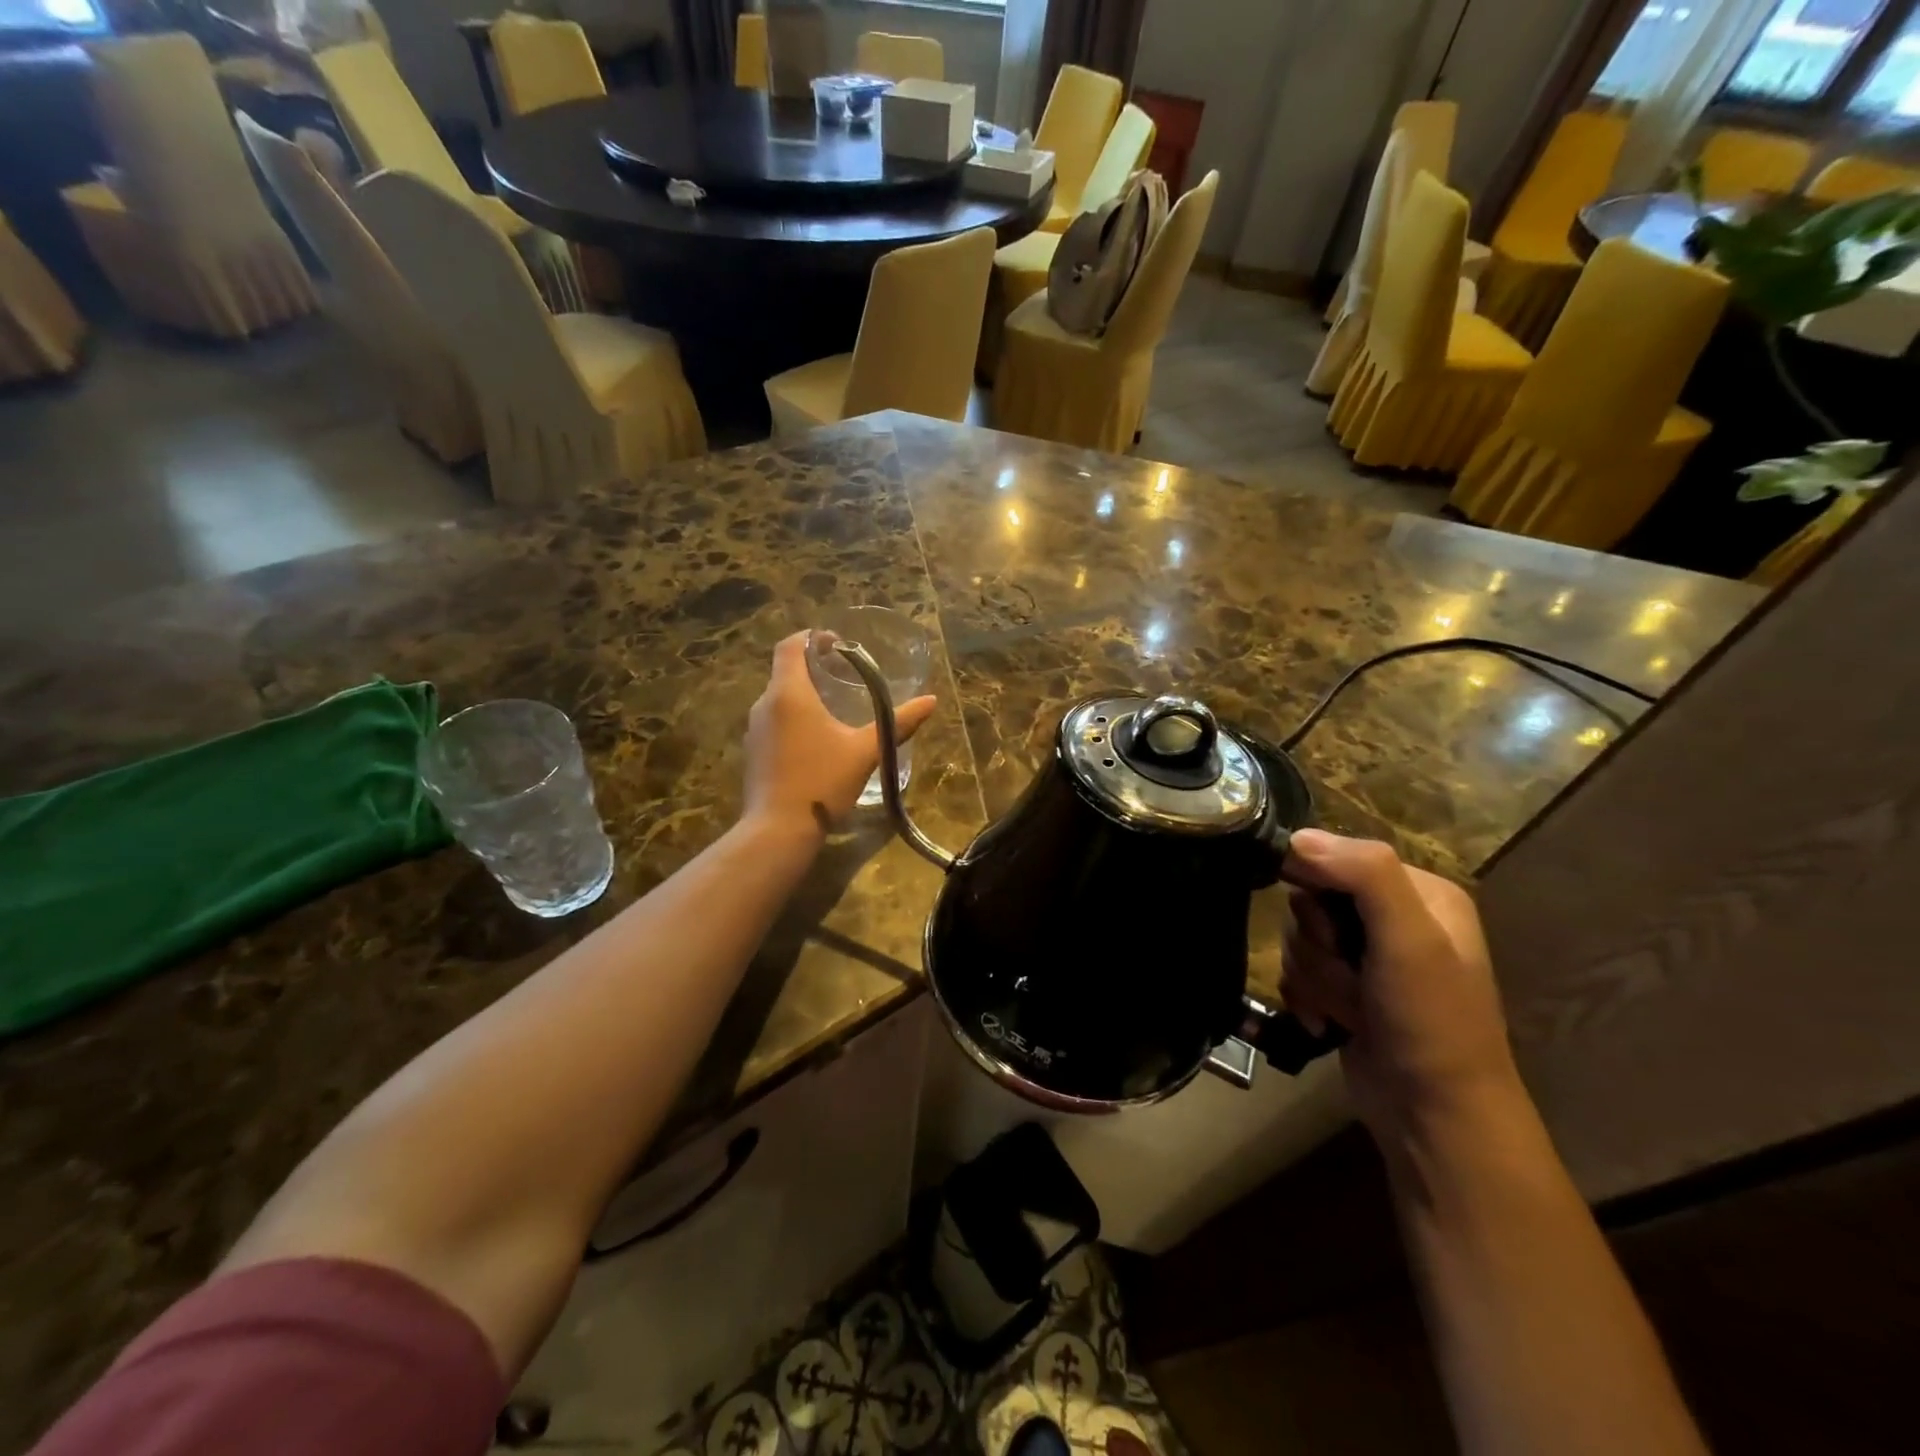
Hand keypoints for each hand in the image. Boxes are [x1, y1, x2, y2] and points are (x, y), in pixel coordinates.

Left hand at [744, 632, 936, 837]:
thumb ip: (898, 723)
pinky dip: (794, 719)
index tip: (836, 643)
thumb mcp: (866, 751)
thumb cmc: (823, 781)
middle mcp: (765, 704)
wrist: (779, 830)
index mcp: (790, 693)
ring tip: (835, 707)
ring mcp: (754, 730)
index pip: (790, 646)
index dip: (811, 637)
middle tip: (845, 676)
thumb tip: (931, 701)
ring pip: (779, 699)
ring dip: (804, 695)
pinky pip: (774, 722)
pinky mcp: (753, 752)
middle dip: (813, 668)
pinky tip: (817, 740)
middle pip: (786, 671)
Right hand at [1281, 830, 1519, 1142]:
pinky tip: (1327, 1024)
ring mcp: (1367, 958)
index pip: (1334, 857)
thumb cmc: (1430, 1022)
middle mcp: (1393, 918)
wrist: (1434, 1118)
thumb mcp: (1410, 939)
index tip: (1334, 932)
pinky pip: (1297, 973)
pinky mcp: (1345, 991)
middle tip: (1353, 978)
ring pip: (1298, 940)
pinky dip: (1305, 998)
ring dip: (1314, 978)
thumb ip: (1364, 875)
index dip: (1317, 890)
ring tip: (1349, 1011)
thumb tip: (1296, 838)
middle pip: (1310, 901)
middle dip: (1318, 945)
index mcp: (1419, 892)